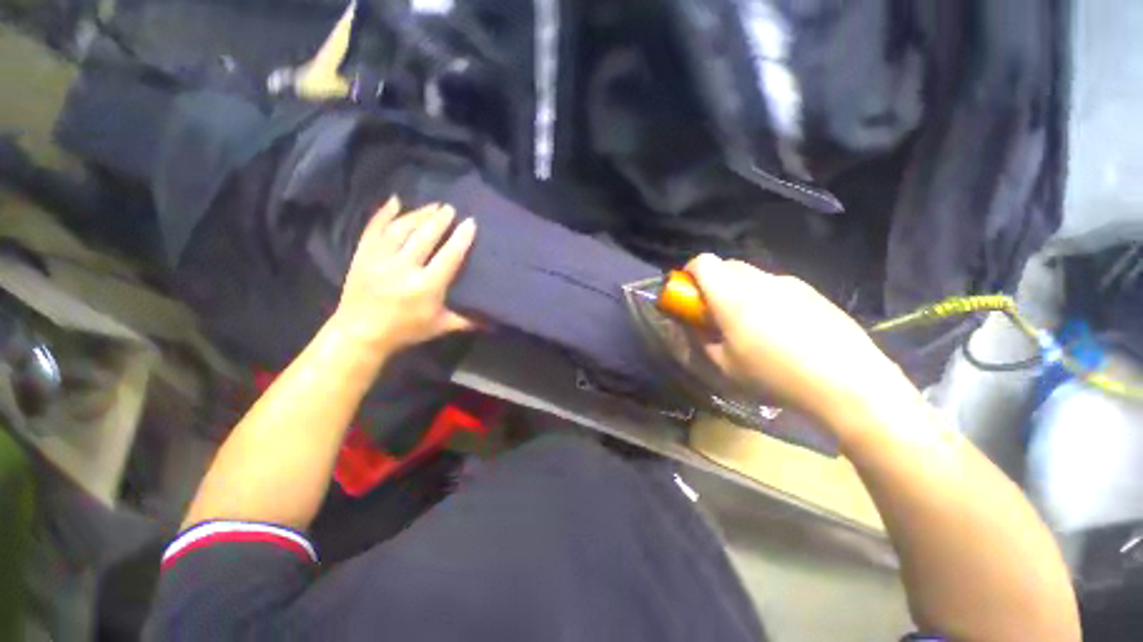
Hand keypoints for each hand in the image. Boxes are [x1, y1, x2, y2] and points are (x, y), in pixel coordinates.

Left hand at [333, 197, 476, 355]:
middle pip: (425, 236)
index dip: (461, 238)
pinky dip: (383, 213)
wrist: (359, 334)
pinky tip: (395, 201)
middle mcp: (403, 268)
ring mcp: (380, 260)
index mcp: (426, 286)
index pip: (448, 256)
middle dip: (439, 220)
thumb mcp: (440, 326)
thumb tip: (493, 321)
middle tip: (450, 208)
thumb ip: (466, 320)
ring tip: (432, 206)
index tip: (470, 222)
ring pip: (401, 229)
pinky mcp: (362, 256)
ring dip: (418, 214)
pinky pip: (373, 229)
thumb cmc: (405, 331)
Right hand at [686, 254, 917, 431]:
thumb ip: (700, 340)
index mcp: (732, 295)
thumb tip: (691, 326)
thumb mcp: (725, 366)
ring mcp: (788, 283)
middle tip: (715, 313)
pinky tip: (780, 328)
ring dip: (738, 290)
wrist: (849, 381)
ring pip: (751, 275)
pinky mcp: (811, 291)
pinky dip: (763, 297)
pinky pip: (775, 285)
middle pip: (726, 265)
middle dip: (712, 283)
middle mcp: (759, 280)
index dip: (689, 273)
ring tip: (749, 323)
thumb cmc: (775, 375)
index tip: (689, 296)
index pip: (703, 262)